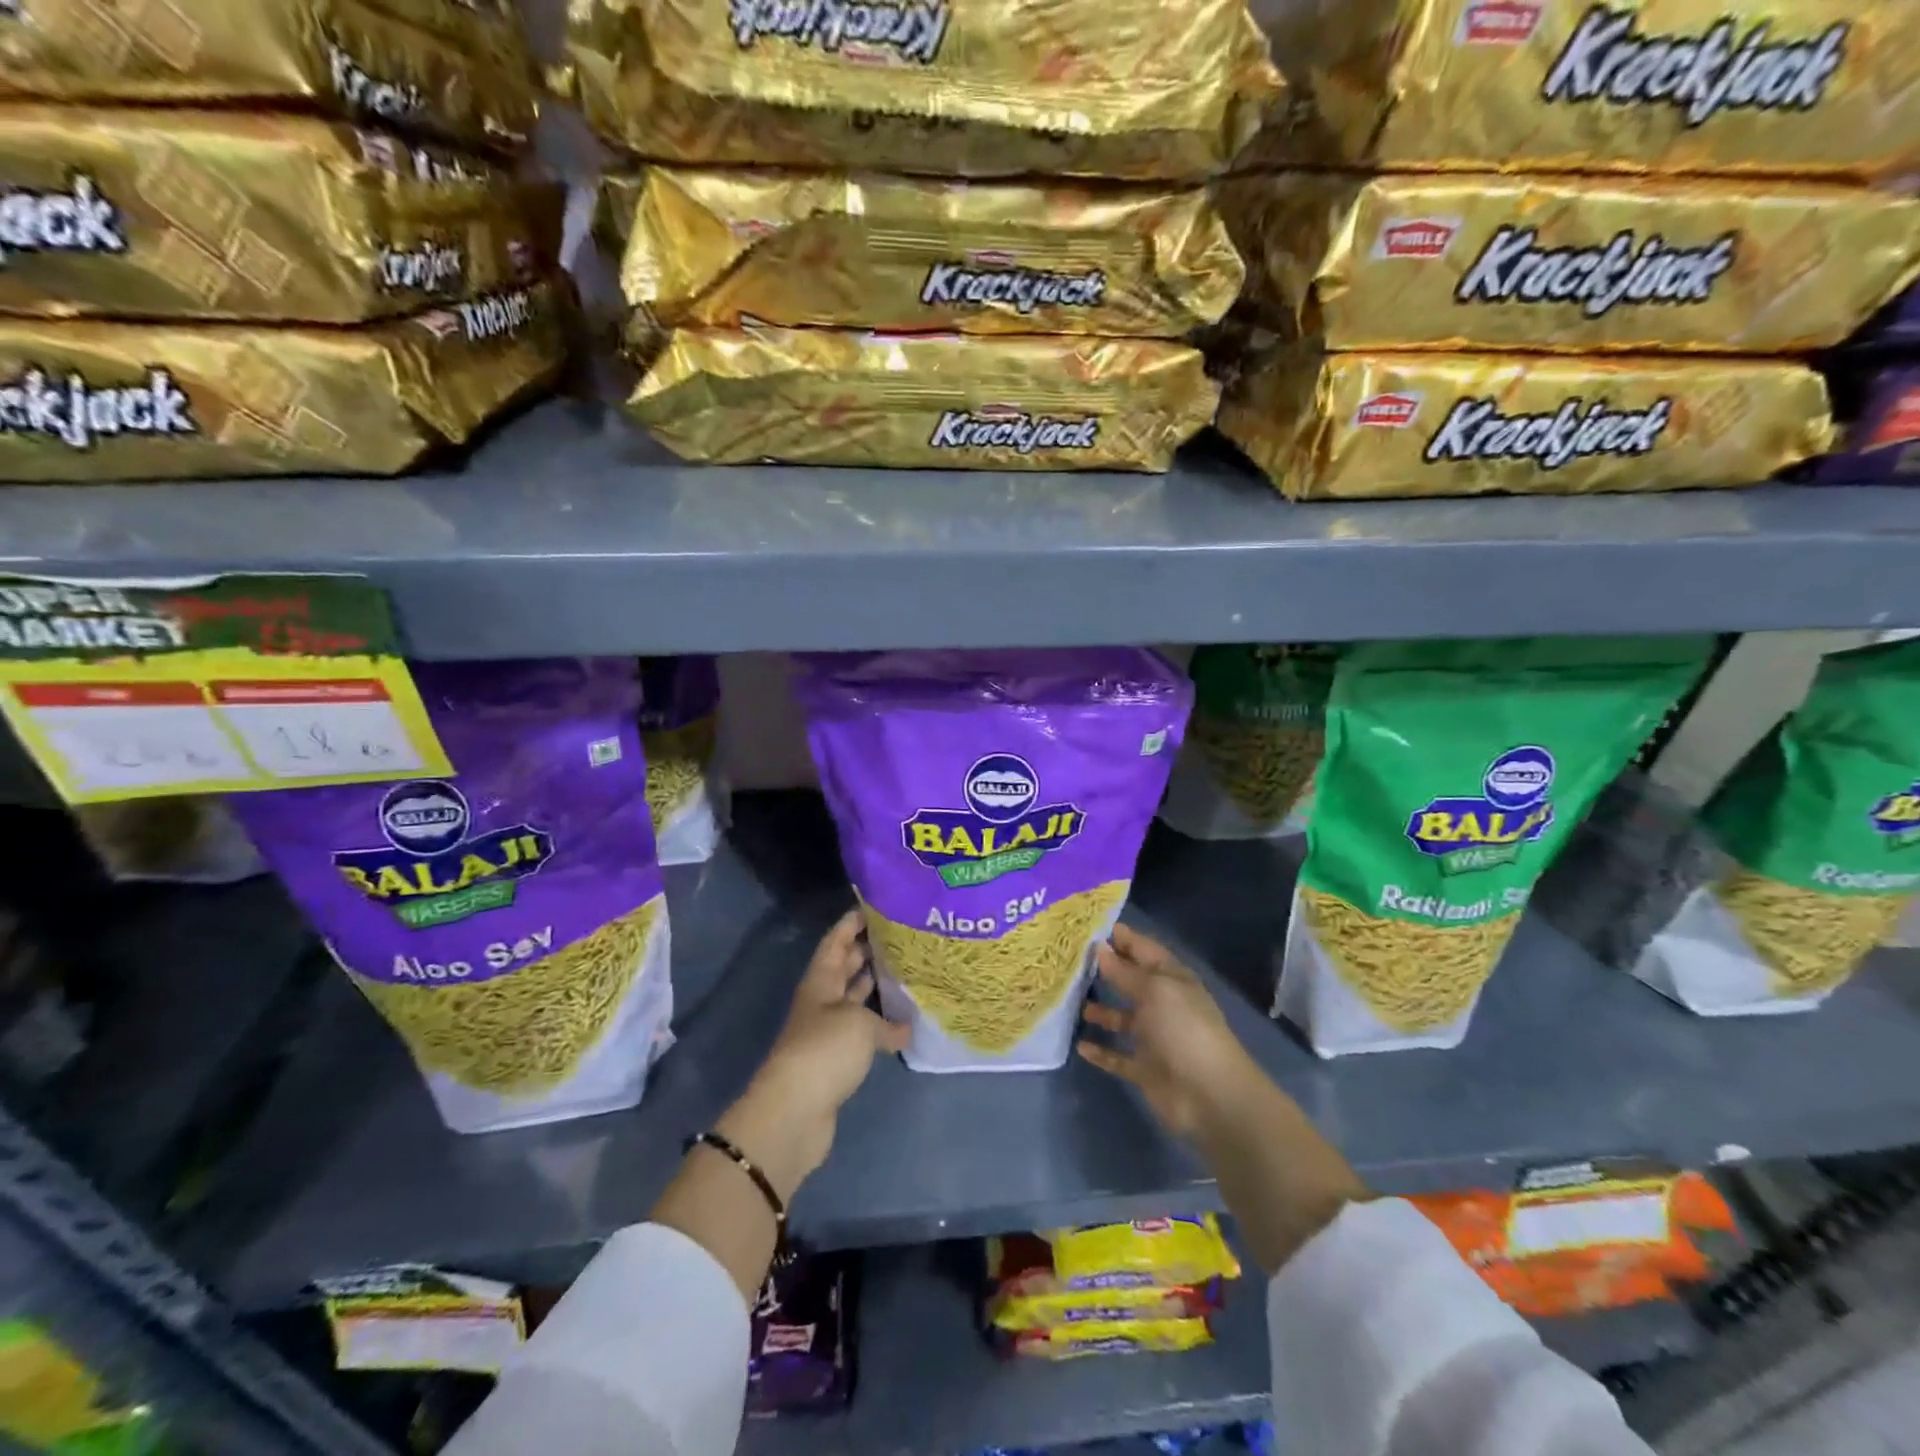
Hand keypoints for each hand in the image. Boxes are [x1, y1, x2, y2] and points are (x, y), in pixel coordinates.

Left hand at [718, 909, 908, 1199]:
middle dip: (865, 950)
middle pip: (842, 968)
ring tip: (903, 971)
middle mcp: (821, 1001)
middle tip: (898, 936)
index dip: (851, 923)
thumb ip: (886, 1023)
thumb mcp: (860, 1025)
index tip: (874, 906)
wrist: (795, 1112)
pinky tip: (901, 1022)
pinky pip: (859, 1031)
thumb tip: (905, 1028)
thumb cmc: (825, 1050)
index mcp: (820, 981)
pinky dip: (878, 1024)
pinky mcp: (835, 1061)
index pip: (835, 942)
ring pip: (851, 1000)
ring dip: (872, 987)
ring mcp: (826, 1032)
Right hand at [1077, 923, 1258, 1140]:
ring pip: (1122, 1018)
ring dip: (1100, 1010)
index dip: (1120, 937)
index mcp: (1172, 979)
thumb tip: (1099, 948)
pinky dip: (1101, 1051)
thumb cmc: (1184, 1029)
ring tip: (1071, 1001)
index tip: (1087, 928)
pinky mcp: (1145, 1069)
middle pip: (1130, 981)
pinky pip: (1117, 1056)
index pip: (1143, 949)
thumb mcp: (1155, 990)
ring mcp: (1154, 1038)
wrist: (1210, 1096)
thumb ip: (1124, 971)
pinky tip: (1080, 1044)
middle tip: (1069, 960)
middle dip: (1105, 970)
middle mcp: (1163, 1004)